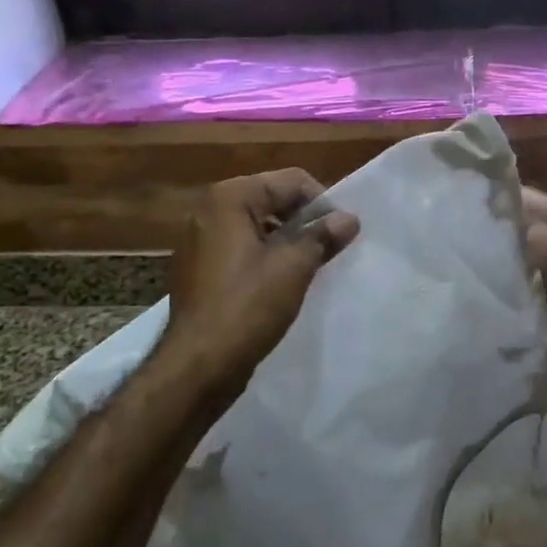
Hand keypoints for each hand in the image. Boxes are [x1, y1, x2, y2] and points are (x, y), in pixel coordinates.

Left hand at [161, 170, 359, 395]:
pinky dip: (265, 256)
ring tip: (311, 266)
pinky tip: (282, 282)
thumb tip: (349, 219)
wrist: (197, 365)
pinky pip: (241, 247)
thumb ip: (323, 236)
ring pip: (257, 225)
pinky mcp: (198, 267)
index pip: (291, 181)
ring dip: (287, 240)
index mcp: (229, 197)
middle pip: (272, 199)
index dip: (322, 203)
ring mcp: (199, 239)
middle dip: (304, 220)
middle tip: (330, 248)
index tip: (342, 232)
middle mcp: (208, 209)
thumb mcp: (294, 267)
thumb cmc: (247, 307)